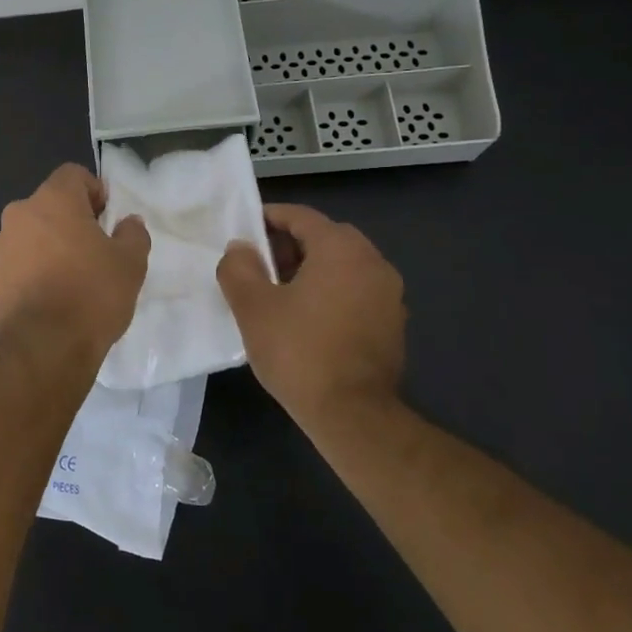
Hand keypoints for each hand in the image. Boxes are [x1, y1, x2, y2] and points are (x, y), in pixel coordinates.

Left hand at [0, 164, 149, 356]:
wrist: (43, 348)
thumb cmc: (91, 295)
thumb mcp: (130, 264)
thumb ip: (132, 234)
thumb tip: (128, 223)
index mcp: (52, 201)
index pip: (72, 175)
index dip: (93, 191)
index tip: (106, 218)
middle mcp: (18, 216)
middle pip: (47, 206)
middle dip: (68, 222)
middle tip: (91, 252)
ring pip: (27, 236)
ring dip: (45, 248)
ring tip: (67, 281)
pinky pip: (14, 265)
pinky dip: (28, 273)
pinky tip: (46, 301)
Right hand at [216, 203, 405, 424]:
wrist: (352, 414)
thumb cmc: (298, 351)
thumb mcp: (252, 306)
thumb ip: (239, 267)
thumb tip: (240, 248)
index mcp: (341, 249)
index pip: (301, 216)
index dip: (269, 218)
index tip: (244, 230)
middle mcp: (373, 262)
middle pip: (325, 238)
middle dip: (289, 245)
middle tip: (259, 265)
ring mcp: (389, 294)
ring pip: (343, 266)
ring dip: (311, 269)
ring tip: (279, 294)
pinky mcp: (392, 324)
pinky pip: (356, 291)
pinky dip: (331, 292)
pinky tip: (307, 319)